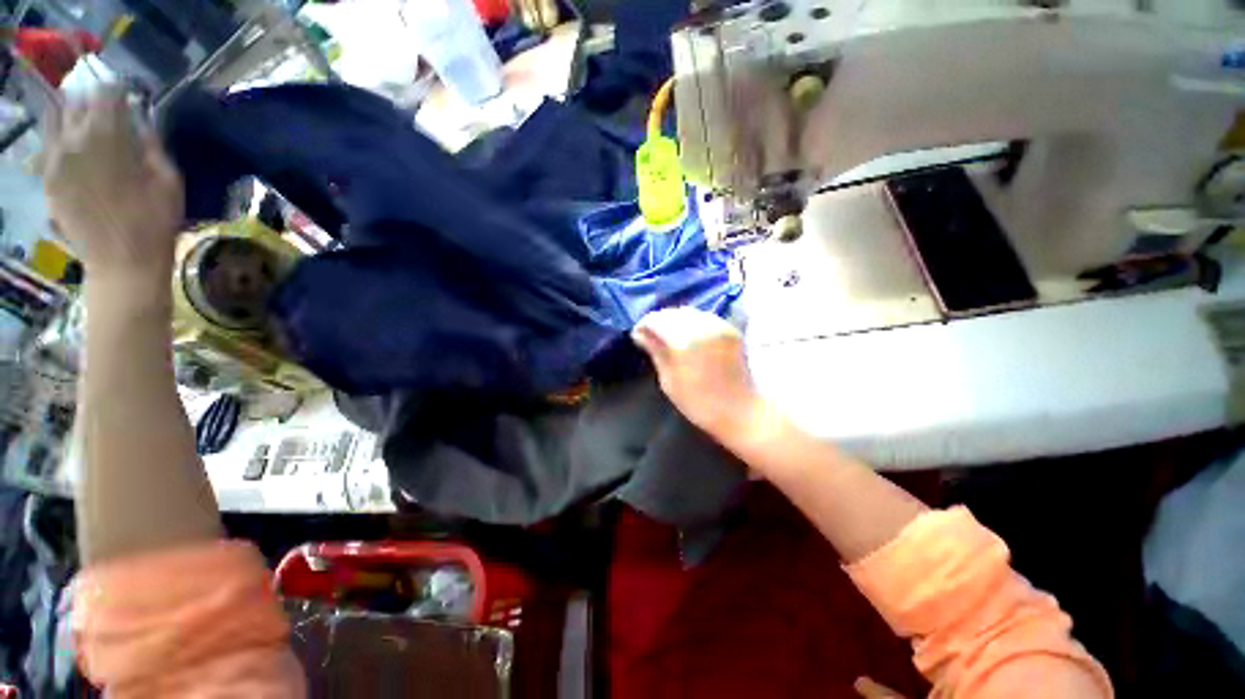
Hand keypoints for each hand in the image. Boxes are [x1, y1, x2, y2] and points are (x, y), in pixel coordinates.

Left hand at [41, 89, 183, 282]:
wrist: (122, 264)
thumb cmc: (155, 224)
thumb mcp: (170, 183)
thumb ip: (153, 147)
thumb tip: (142, 123)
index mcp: (109, 136)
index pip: (109, 92)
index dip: (120, 91)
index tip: (130, 96)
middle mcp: (76, 138)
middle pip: (78, 100)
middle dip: (93, 100)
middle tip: (107, 108)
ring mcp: (56, 159)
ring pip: (56, 117)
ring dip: (72, 114)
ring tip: (86, 122)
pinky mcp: (47, 178)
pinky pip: (47, 144)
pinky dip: (59, 137)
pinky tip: (72, 145)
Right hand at [632, 307, 761, 440]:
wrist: (740, 411)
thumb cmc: (699, 403)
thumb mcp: (669, 381)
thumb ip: (656, 352)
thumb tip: (640, 334)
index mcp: (684, 341)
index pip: (656, 320)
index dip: (643, 325)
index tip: (637, 335)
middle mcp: (702, 327)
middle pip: (672, 313)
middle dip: (658, 321)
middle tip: (650, 335)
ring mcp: (719, 326)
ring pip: (689, 312)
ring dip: (675, 320)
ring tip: (668, 335)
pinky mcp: (730, 329)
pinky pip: (704, 317)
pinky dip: (692, 322)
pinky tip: (688, 335)